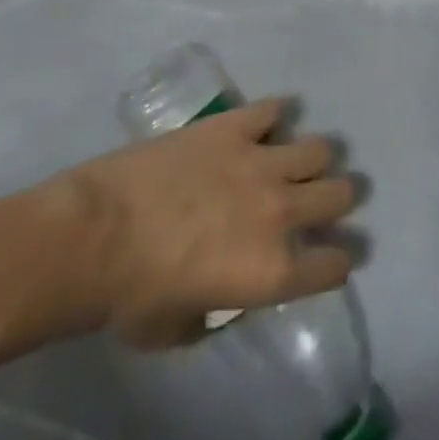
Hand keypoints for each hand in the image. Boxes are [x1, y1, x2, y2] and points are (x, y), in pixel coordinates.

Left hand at [49, 101, 355, 349]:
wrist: (98, 234)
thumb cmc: (132, 297)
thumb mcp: (181, 330)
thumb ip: (219, 312)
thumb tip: (228, 295)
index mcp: (271, 272)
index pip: (333, 264)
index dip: (338, 261)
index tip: (334, 256)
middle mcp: (280, 211)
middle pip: (339, 195)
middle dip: (340, 199)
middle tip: (327, 200)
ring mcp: (259, 161)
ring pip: (317, 149)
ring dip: (314, 159)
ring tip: (301, 161)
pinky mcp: (233, 125)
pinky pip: (272, 109)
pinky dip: (275, 115)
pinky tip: (267, 122)